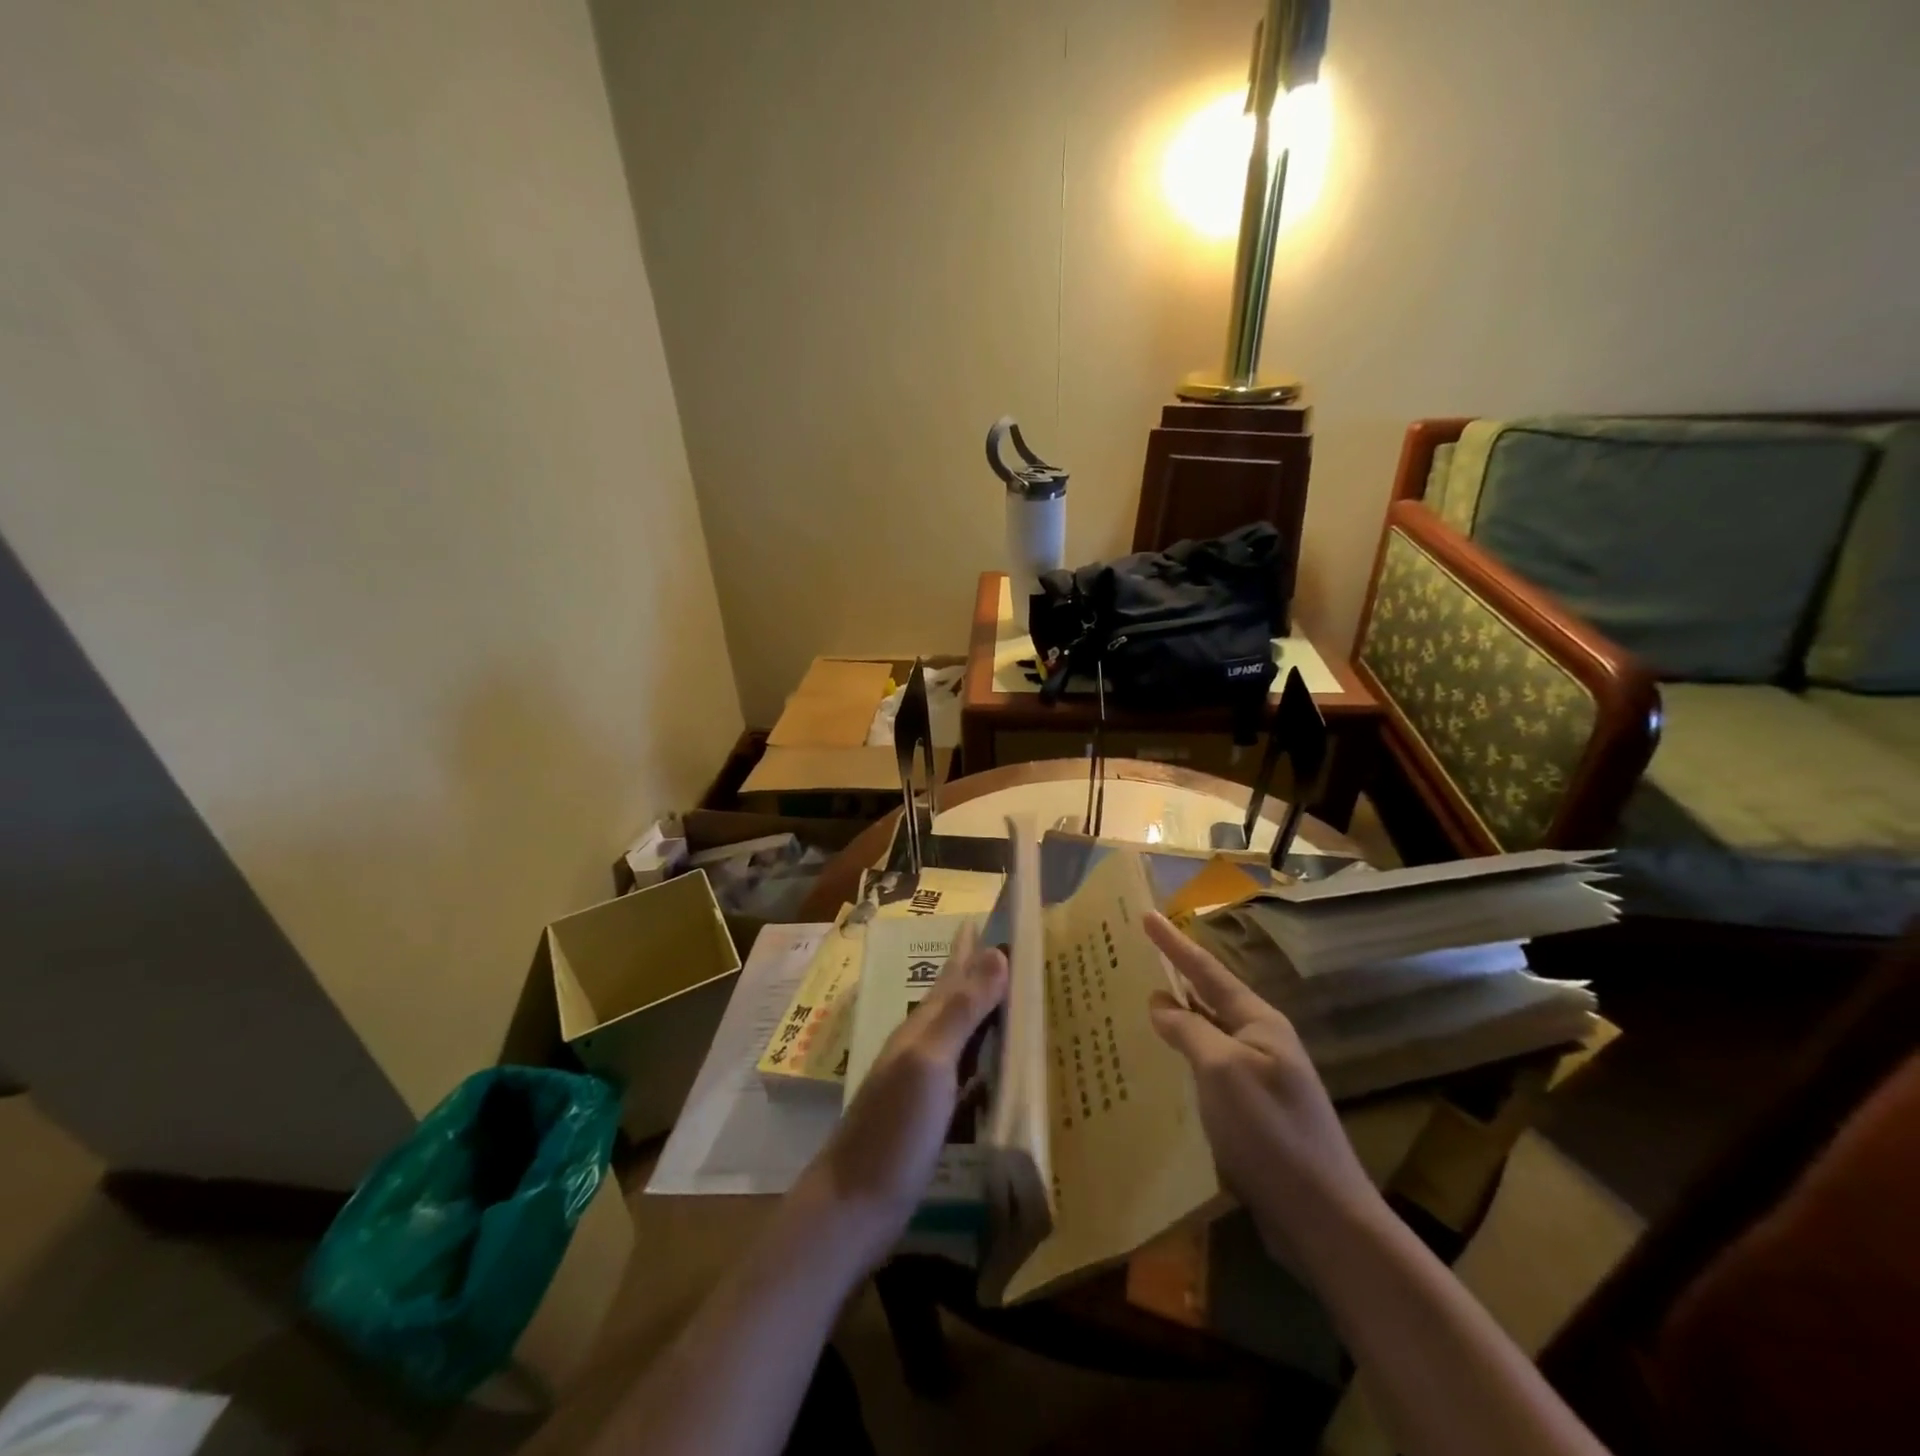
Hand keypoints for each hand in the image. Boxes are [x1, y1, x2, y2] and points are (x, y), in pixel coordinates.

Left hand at [795, 922, 1008, 1271]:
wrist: (853, 1208)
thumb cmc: (893, 1131)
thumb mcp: (930, 1064)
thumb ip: (961, 1011)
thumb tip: (996, 952)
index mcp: (920, 1028)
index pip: (952, 974)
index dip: (970, 947)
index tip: (990, 916)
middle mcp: (920, 1047)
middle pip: (953, 998)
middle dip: (978, 972)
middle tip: (1008, 948)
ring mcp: (923, 1084)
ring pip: (960, 1034)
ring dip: (983, 1012)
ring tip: (1011, 996)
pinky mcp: (930, 1117)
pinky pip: (966, 1073)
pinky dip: (985, 1060)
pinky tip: (998, 1067)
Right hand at [1144, 912, 1377, 1262]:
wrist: (1323, 1218)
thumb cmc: (1270, 1132)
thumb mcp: (1222, 1070)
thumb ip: (1189, 1030)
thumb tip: (1160, 1003)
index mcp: (1259, 1022)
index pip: (1207, 970)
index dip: (1173, 943)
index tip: (1146, 915)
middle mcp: (1261, 1043)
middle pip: (1209, 998)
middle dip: (1175, 979)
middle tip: (1136, 961)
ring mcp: (1259, 1080)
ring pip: (1208, 1036)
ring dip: (1176, 1020)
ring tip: (1138, 1007)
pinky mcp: (1252, 1114)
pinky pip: (1209, 1071)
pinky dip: (1183, 1059)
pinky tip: (1161, 1068)